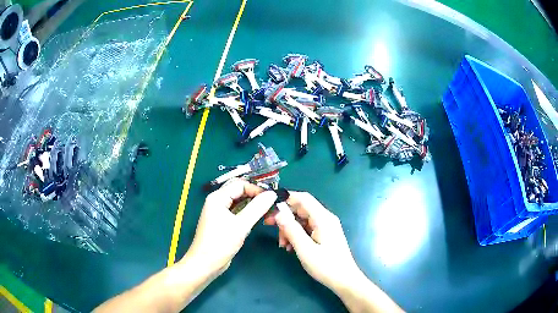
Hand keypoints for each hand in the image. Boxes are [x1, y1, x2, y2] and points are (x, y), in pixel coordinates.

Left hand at [182, 178, 276, 275]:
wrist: (205, 264)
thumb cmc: (220, 244)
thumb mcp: (240, 225)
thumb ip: (257, 208)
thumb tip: (272, 194)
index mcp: (218, 198)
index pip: (240, 184)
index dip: (257, 189)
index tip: (272, 197)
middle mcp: (218, 201)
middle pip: (239, 191)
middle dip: (256, 195)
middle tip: (272, 202)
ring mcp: (220, 212)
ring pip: (239, 202)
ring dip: (253, 204)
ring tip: (269, 210)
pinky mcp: (224, 222)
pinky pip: (238, 212)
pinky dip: (249, 212)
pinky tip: (259, 217)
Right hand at [264, 192, 360, 291]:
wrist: (344, 280)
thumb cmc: (326, 265)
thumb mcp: (305, 249)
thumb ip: (291, 230)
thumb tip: (278, 213)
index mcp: (323, 218)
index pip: (303, 198)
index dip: (286, 198)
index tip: (270, 205)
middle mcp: (325, 218)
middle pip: (301, 209)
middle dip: (285, 216)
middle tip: (269, 225)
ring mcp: (326, 227)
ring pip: (302, 220)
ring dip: (289, 228)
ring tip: (283, 244)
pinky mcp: (325, 234)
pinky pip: (307, 228)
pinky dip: (297, 234)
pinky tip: (291, 247)